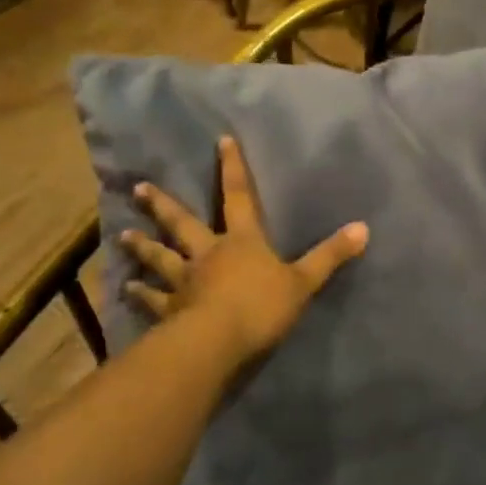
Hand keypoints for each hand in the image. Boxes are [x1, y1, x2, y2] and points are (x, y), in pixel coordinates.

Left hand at [123, 135, 367, 364]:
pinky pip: (153, 300)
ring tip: (122, 237)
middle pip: (182, 224)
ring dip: (142, 247)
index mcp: (242, 242)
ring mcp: (185, 282)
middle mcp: (208, 254)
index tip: (220, 141)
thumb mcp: (304, 281)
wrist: (218, 343)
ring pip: (160, 259)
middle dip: (163, 206)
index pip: (238, 197)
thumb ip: (330, 256)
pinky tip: (125, 291)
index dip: (232, 169)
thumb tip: (363, 228)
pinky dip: (140, 295)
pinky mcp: (170, 311)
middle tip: (139, 189)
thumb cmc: (262, 306)